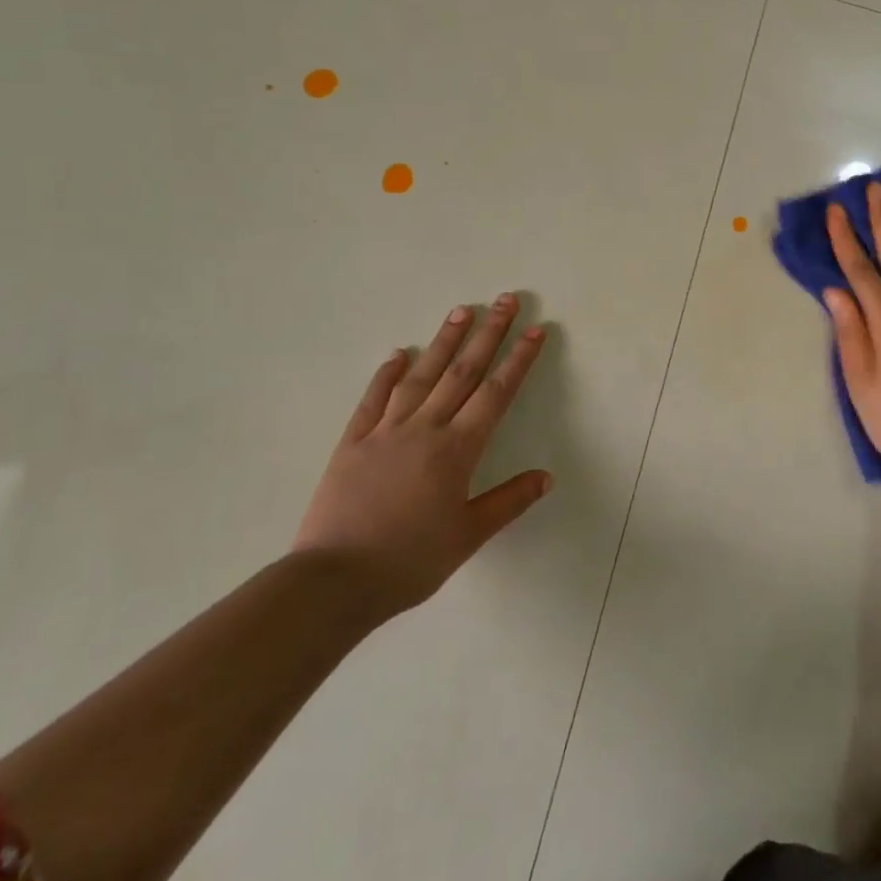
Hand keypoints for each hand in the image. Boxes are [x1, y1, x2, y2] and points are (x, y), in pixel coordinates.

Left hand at [292, 294, 551, 612]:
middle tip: (504, 300)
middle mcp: (424, 429)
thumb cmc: (410, 561)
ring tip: (460, 311)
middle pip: (462, 372)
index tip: (535, 330)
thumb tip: (546, 476)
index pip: (496, 394)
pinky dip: (387, 374)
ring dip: (443, 341)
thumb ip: (508, 502)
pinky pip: (373, 399)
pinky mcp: (352, 442)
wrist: (335, 580)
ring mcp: (384, 431)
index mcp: (456, 450)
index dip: (519, 360)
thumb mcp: (468, 536)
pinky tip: (398, 354)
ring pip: (420, 376)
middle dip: (488, 334)